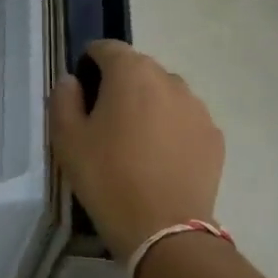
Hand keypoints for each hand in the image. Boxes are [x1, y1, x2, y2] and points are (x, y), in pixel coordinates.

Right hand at [48, 41, 224, 261]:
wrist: (163, 229)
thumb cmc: (106, 176)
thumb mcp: (66, 138)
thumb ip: (63, 98)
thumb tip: (73, 82)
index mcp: (131, 73)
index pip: (106, 48)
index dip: (89, 64)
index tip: (81, 93)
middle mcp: (169, 80)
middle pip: (138, 69)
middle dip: (120, 85)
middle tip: (104, 121)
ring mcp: (198, 108)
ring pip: (164, 93)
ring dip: (148, 105)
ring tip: (135, 142)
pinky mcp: (214, 136)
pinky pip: (185, 119)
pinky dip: (170, 128)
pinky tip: (159, 159)